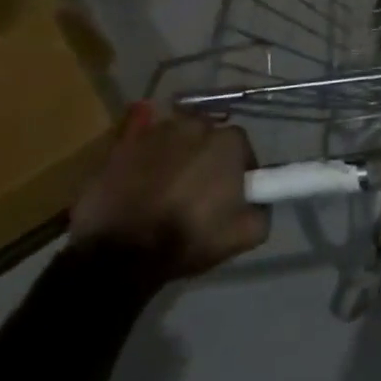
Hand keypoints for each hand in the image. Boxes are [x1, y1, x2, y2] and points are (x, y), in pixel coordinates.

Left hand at [70, 107, 270, 278]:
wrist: (119, 253)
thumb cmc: (189, 237)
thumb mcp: (248, 233)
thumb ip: (263, 208)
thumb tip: (257, 199)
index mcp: (227, 141)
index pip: (242, 148)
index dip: (239, 170)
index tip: (231, 194)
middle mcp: (193, 126)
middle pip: (206, 138)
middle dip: (206, 158)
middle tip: (198, 191)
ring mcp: (152, 134)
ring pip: (173, 140)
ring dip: (175, 157)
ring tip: (165, 189)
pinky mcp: (117, 149)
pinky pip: (138, 147)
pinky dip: (143, 159)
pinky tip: (140, 180)